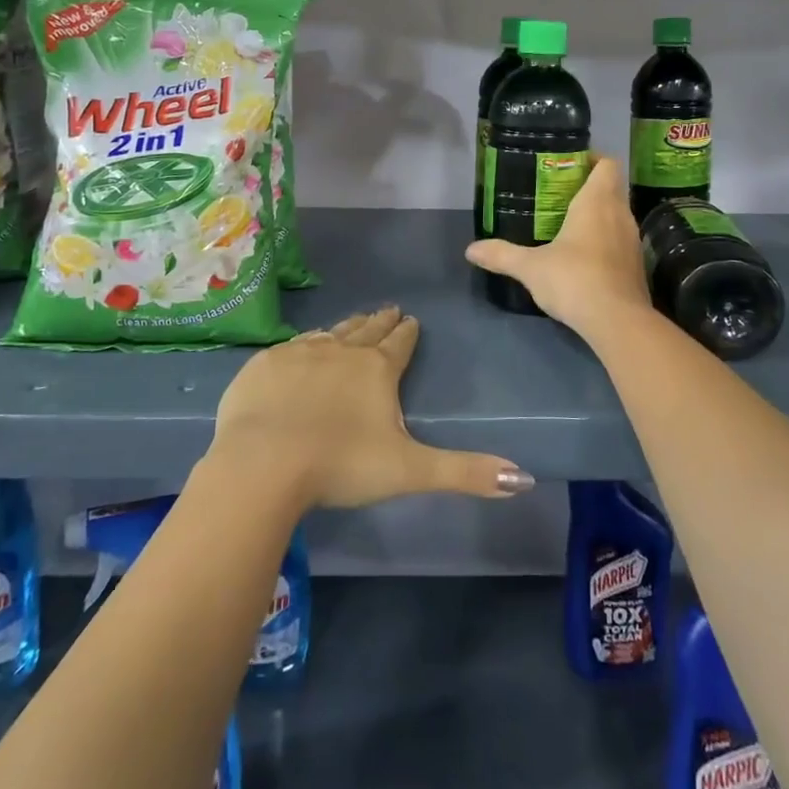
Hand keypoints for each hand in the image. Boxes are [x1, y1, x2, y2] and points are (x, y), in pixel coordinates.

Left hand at [208, 306, 534, 510]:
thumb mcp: (410, 471)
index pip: (400, 343)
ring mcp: (300, 353)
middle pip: (366, 330)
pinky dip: (305, 343)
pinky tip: (303, 346)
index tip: (412, 319)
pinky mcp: (265, 364)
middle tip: (388, 310)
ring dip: (345, 328)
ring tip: (353, 322)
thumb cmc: (341, 465)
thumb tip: (524, 478)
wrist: (264, 462)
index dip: (408, 332)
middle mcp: (341, 350)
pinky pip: (292, 345)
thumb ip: (466, 472)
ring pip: (330, 333)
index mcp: (377, 369)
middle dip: (379, 322)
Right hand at [464, 155, 650, 334]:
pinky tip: (582, 256)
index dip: (592, 159)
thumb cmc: (574, 280)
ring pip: (617, 214)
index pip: (607, 163)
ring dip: (598, 214)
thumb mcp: (530, 267)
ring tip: (567, 223)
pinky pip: (620, 239)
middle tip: (557, 194)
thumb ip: (501, 255)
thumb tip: (470, 250)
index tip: (567, 165)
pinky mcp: (636, 265)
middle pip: (611, 187)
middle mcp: (620, 214)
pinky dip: (605, 239)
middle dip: (588, 186)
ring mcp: (632, 240)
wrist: (618, 322)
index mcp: (598, 201)